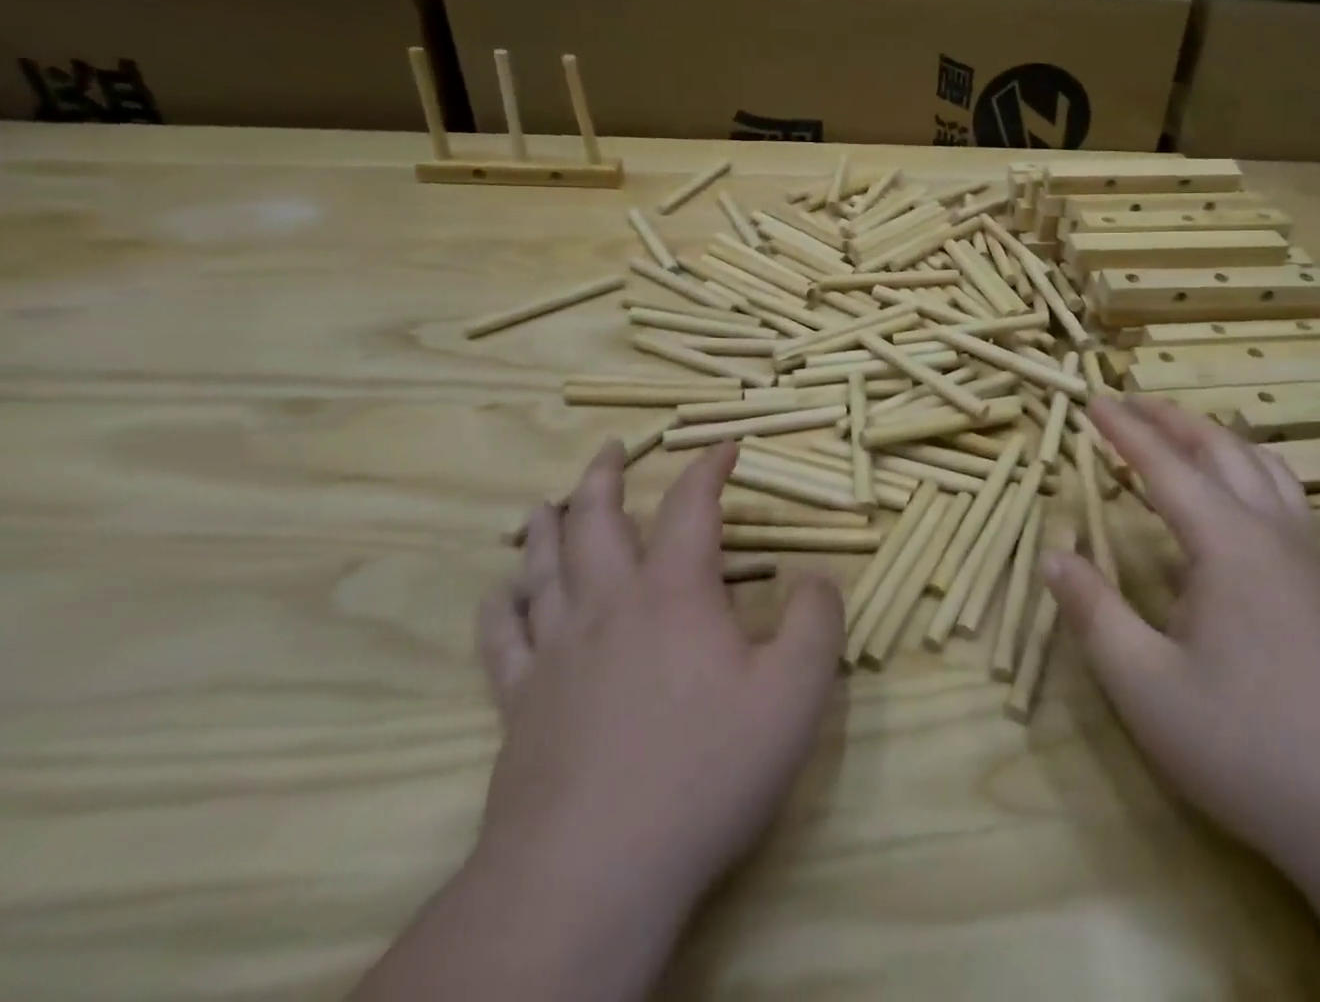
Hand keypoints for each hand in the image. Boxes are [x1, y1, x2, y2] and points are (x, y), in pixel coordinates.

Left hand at [475, 441, 842, 923]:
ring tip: (544, 502)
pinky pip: (502, 640)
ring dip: (546, 528)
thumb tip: (817, 576)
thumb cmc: (706, 771)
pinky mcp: (521, 705)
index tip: (725, 446)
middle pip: (596, 521)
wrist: (593, 873)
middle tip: (610, 450)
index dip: (710, 468)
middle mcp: (609, 605)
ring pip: (543, 568)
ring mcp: (557, 654)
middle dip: (605, 477)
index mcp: (674, 592)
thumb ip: (816, 620)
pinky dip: (501, 608)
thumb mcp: (795, 692)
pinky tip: (500, 594)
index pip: (692, 505)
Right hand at [1043, 398, 1319, 867]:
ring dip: (1215, 438)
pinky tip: (1239, 497)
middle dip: (1171, 419)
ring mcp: (1305, 557)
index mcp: (1226, 543)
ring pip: (1261, 466)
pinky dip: (1250, 468)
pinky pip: (1284, 495)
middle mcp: (1270, 532)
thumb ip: (1095, 613)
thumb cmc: (1248, 744)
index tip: (1092, 399)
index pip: (1164, 465)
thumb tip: (1052, 554)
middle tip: (1130, 402)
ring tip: (1181, 432)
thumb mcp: (1147, 687)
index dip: (1125, 430)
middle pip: (1219, 449)